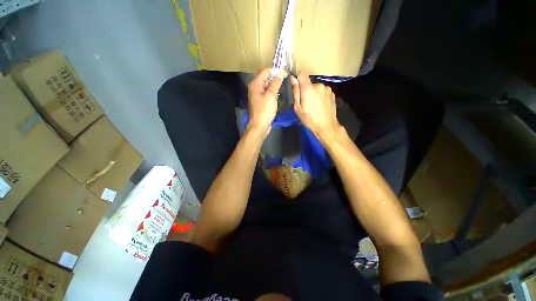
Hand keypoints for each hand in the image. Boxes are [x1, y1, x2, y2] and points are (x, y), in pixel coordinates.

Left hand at [247, 68, 286, 134]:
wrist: (259, 126)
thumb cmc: (264, 110)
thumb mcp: (271, 95)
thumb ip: (276, 82)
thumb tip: (281, 72)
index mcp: (255, 84)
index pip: (266, 71)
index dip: (276, 71)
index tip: (286, 73)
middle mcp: (255, 88)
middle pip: (266, 78)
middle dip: (276, 78)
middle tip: (287, 80)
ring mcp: (258, 95)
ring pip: (268, 86)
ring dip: (276, 85)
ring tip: (285, 86)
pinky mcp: (261, 101)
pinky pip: (268, 93)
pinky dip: (273, 92)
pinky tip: (279, 94)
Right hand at [291, 71, 341, 142]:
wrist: (326, 126)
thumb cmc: (309, 119)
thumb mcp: (298, 108)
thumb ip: (295, 92)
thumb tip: (293, 79)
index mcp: (308, 88)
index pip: (302, 73)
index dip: (299, 79)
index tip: (298, 88)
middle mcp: (319, 85)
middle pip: (309, 83)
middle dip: (306, 90)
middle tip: (306, 103)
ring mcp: (327, 89)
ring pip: (316, 88)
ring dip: (314, 93)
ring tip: (314, 105)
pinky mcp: (332, 93)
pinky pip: (323, 91)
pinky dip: (320, 96)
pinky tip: (320, 105)